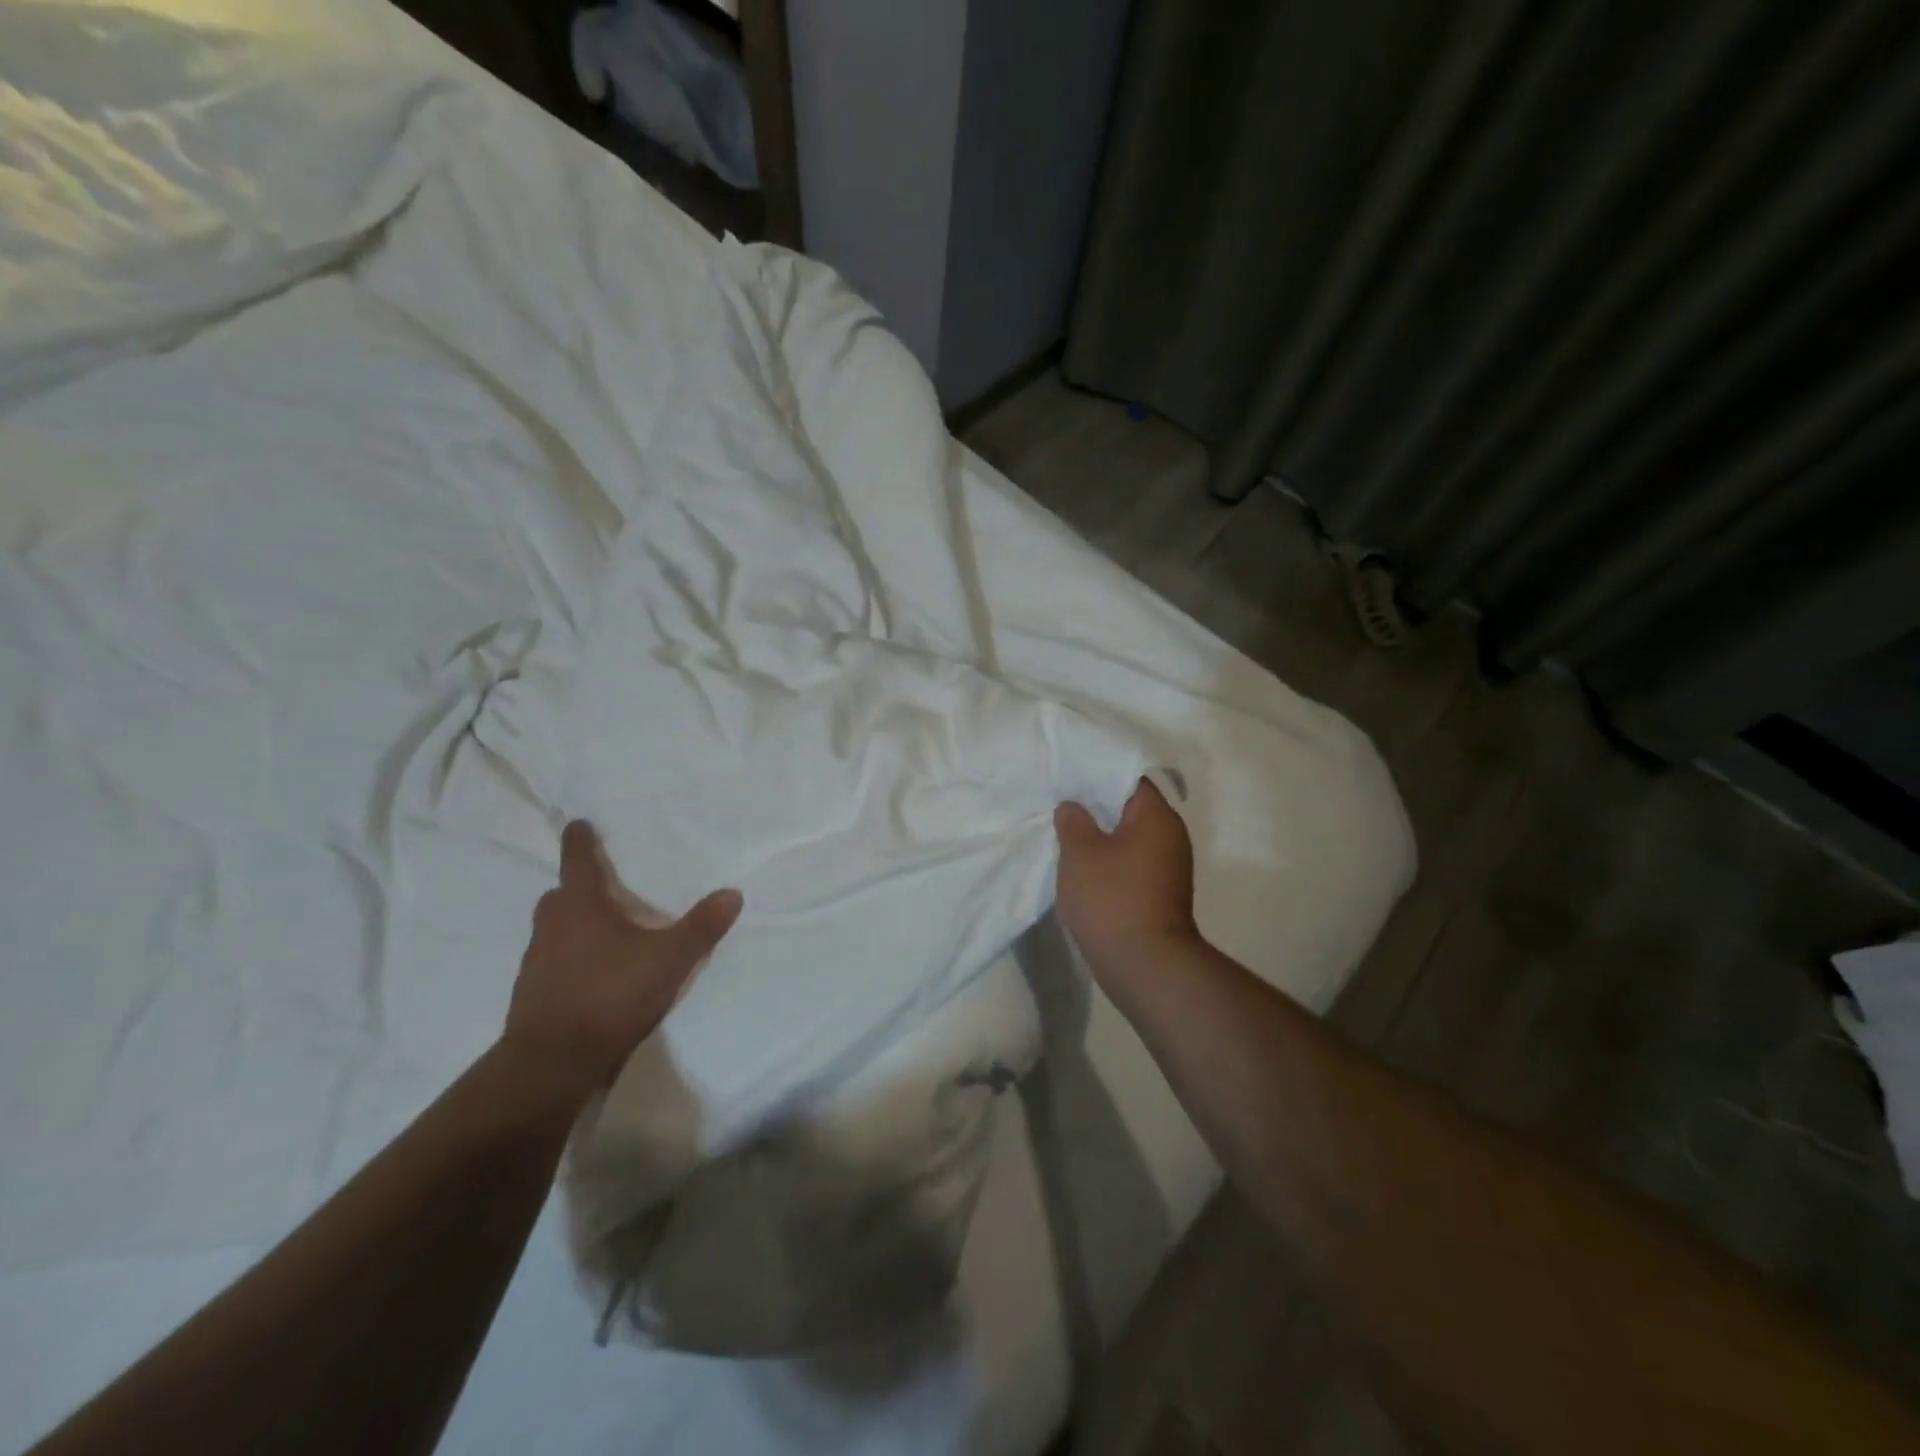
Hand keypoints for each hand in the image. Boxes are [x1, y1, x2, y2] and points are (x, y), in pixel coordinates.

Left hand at [503, 820, 741, 1097]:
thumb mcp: (669, 959)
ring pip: (554, 929)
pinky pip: (554, 961)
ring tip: (607, 931)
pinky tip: (596, 973)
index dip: (580, 839)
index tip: (579, 824)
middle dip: (578, 886)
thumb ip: (701, 926)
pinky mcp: (533, 993)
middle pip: (560, 895)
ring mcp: (536, 961)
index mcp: (579, 905)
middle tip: (605, 884)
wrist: (552, 1062)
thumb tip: (733, 893)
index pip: (578, 860)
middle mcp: (551, 925)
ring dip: (575, 924)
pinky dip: (571, 957)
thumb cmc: (610, 994)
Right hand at [1054, 777, 1198, 985]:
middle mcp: (1171, 836)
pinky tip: (1083, 869)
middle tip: (1062, 806)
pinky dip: (1110, 862)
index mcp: (1156, 817)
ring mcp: (1169, 868)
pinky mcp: (1162, 894)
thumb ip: (1073, 821)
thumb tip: (1073, 807)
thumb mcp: (1080, 853)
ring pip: (1130, 839)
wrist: (1145, 965)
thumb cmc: (1112, 898)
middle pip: (1131, 809)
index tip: (1069, 779)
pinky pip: (1132, 864)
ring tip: (1067, 836)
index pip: (1129, 779)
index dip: (1097, 776)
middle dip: (1097, 807)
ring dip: (1102, 838)